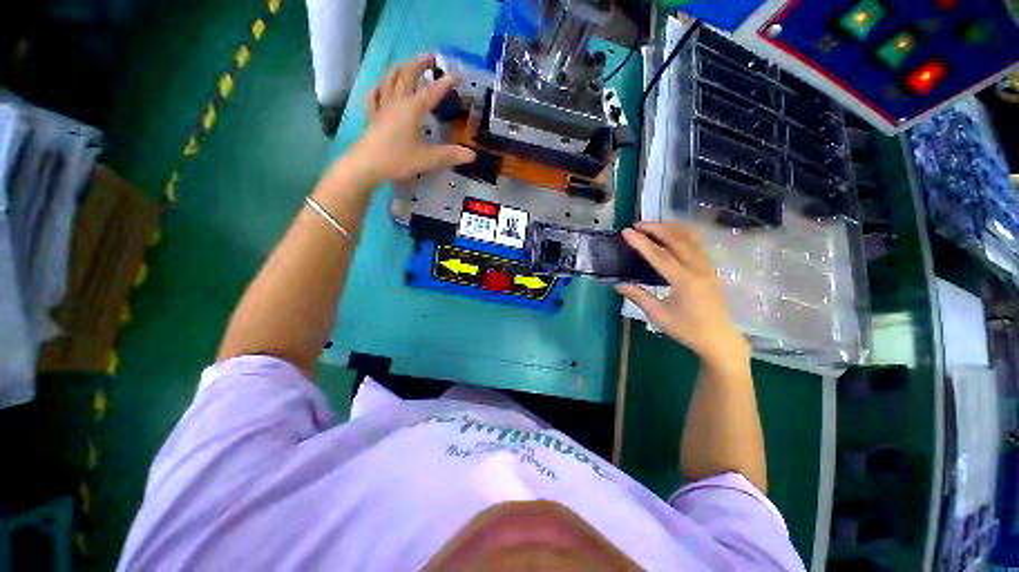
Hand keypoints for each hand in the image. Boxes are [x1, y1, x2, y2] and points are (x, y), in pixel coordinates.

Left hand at [349, 55, 474, 183]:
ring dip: (400, 68)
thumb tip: (472, 155)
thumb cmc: (398, 159)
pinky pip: (375, 94)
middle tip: (431, 58)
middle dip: (420, 64)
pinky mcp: (372, 115)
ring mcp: (382, 106)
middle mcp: (398, 101)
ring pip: (390, 79)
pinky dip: (380, 86)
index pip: (433, 91)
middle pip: (408, 74)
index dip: (446, 82)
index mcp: (413, 108)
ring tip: (408, 64)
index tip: (458, 74)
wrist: (367, 165)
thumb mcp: (429, 159)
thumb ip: (451, 155)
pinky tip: (382, 86)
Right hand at [616, 222, 749, 368]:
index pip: (659, 256)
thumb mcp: (659, 315)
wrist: (720, 339)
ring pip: (690, 238)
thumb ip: (638, 297)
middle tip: (637, 224)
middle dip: (656, 228)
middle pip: (677, 240)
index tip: (626, 232)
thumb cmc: (688, 329)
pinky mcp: (711, 268)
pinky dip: (684, 234)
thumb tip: (618, 284)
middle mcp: (698, 268)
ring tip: (654, 224)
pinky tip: (674, 233)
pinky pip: (698, 244)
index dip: (641, 242)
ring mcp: (708, 266)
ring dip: (671, 228)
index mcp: (684, 281)